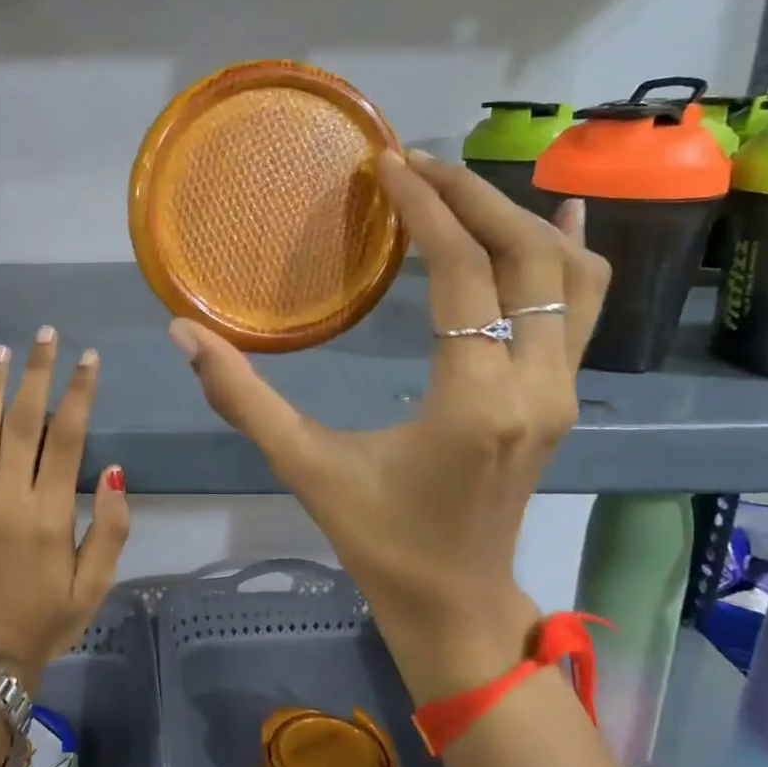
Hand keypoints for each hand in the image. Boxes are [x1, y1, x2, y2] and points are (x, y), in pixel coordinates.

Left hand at [0, 329, 130, 688]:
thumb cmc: (49, 617)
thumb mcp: (97, 583)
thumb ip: (112, 526)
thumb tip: (116, 468)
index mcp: (50, 514)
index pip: (67, 437)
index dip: (80, 393)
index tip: (88, 358)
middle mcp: (7, 499)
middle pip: (22, 422)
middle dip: (37, 373)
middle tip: (45, 335)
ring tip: (0, 351)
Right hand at [170, 151, 608, 700]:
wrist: (455, 602)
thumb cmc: (379, 539)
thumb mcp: (304, 466)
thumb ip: (242, 398)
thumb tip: (183, 334)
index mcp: (472, 401)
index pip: (463, 274)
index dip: (426, 210)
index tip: (389, 167)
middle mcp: (535, 387)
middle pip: (526, 258)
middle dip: (472, 197)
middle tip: (416, 164)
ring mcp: (561, 392)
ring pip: (568, 278)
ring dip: (519, 219)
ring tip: (464, 183)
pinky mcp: (563, 397)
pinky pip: (584, 309)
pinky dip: (572, 256)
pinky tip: (556, 219)